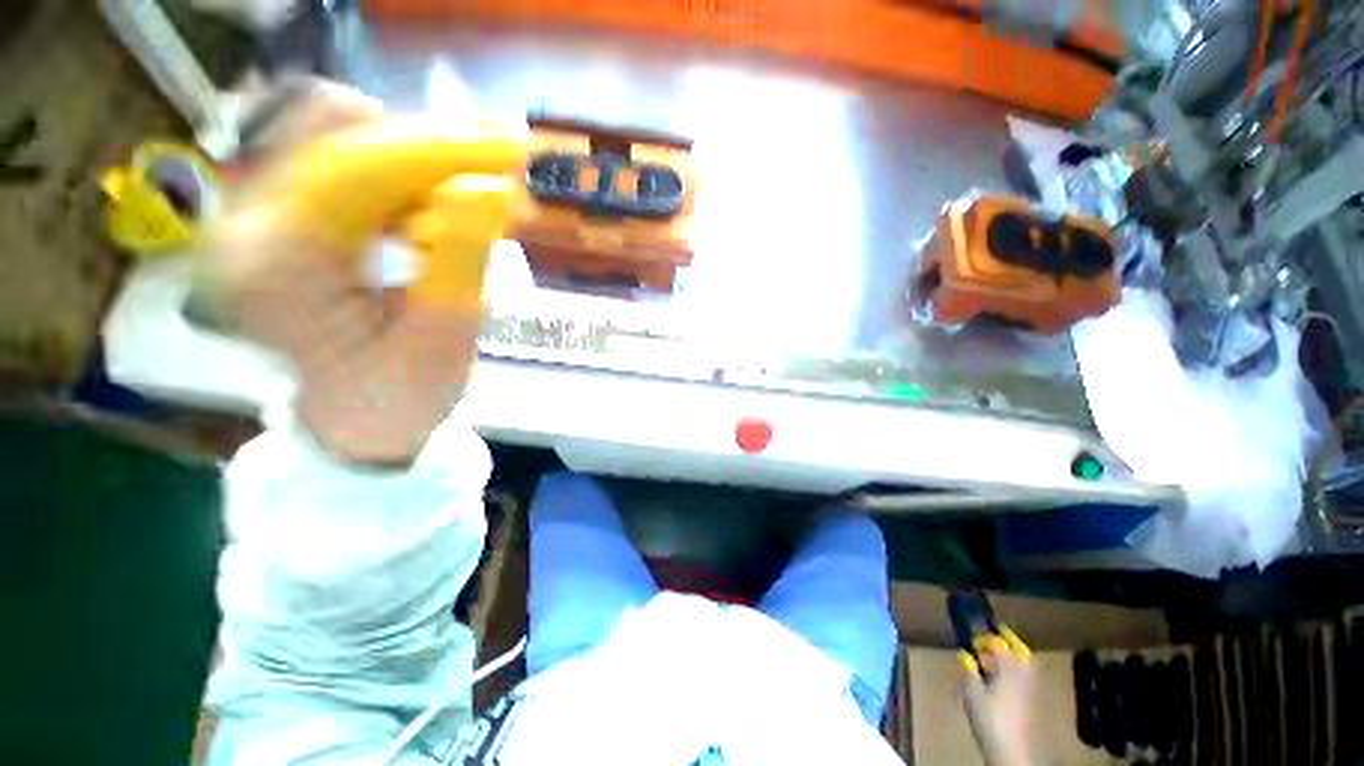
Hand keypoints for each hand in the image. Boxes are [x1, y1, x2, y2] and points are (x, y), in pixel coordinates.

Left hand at [204, 80, 522, 463]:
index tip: (512, 146)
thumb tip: (490, 188)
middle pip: (345, 141)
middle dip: (434, 150)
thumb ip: (461, 259)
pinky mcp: (285, 221)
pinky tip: (444, 209)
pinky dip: (407, 181)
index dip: (443, 150)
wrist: (354, 423)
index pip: (360, 170)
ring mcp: (262, 218)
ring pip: (348, 147)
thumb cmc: (399, 398)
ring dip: (424, 165)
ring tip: (482, 196)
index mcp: (276, 263)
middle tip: (504, 167)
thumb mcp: (442, 338)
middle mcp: (250, 224)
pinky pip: (349, 173)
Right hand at [958, 630, 1036, 765]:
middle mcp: (1022, 674)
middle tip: (997, 633)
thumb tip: (965, 654)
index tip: (972, 636)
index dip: (985, 637)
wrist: (1010, 750)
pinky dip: (1017, 671)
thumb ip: (969, 670)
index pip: (998, 643)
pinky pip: (1026, 677)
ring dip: (1014, 655)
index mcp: (1008, 668)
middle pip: (1021, 651)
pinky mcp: (1030, 703)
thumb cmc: (989, 717)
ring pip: (1026, 665)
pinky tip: (1004, 677)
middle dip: (1010, 641)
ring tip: (999, 654)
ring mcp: (1030, 689)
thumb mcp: (971, 692)